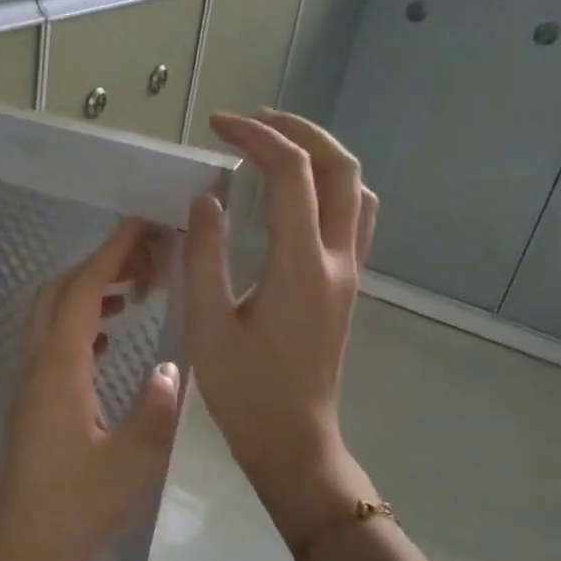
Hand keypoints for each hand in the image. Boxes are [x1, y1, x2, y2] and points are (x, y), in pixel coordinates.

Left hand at [0, 219, 183, 560]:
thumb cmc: (76, 508)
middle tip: (144, 260)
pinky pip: (52, 346)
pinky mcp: (31, 405)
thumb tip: (175, 367)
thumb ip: (158, 409)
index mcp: (59, 369)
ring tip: (133, 292)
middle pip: (57, 294)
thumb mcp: (132, 462)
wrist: (20, 551)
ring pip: (51, 318)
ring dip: (87, 295)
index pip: (82, 291)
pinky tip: (110, 341)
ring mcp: (28, 385)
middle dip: (98, 266)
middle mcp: (36, 366)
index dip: (111, 253)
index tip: (142, 226)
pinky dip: (80, 327)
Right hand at [184, 108, 379, 550]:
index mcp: (300, 264)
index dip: (256, 138)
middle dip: (299, 131)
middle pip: (340, 167)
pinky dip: (331, 186)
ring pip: (356, 189)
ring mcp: (349, 272)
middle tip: (253, 121)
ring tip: (277, 146)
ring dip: (322, 155)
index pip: (291, 173)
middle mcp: (337, 259)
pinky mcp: (346, 286)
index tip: (218, 126)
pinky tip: (299, 196)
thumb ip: (204, 254)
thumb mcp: (207, 323)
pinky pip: (354, 216)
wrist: (292, 438)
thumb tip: (208, 198)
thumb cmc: (243, 389)